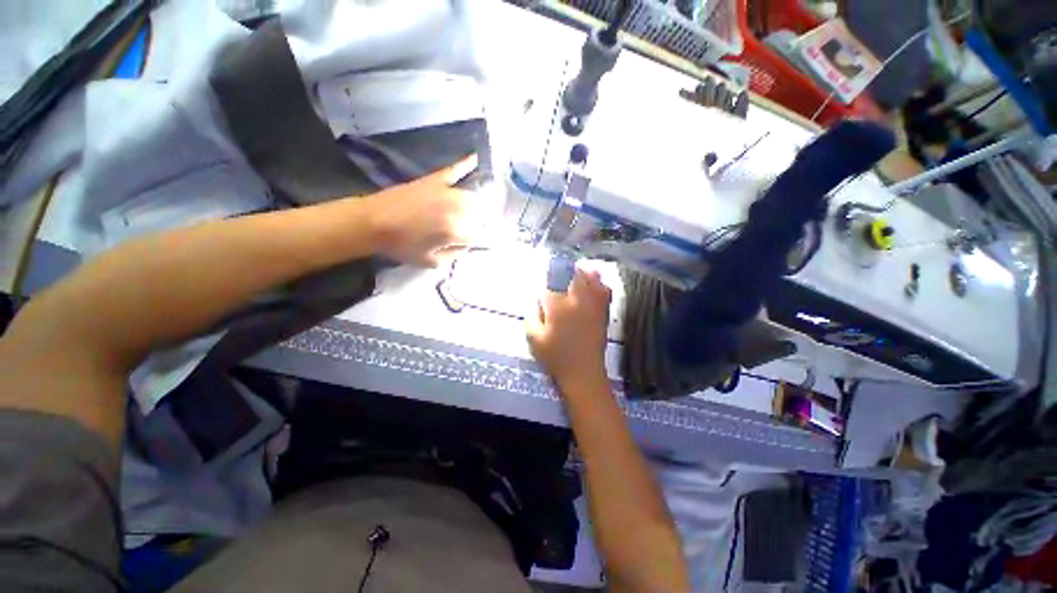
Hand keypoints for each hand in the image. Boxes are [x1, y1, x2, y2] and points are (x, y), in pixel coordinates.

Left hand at [365, 154, 481, 266]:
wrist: (372, 223)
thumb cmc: (401, 246)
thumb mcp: (431, 262)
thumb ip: (455, 255)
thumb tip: (466, 245)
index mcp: (454, 231)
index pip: (476, 235)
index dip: (470, 241)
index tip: (462, 243)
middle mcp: (456, 209)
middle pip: (477, 215)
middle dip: (473, 224)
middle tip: (461, 230)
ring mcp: (446, 191)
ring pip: (472, 197)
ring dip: (473, 206)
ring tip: (467, 212)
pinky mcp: (434, 180)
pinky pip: (455, 170)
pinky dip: (466, 164)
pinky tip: (476, 158)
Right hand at [526, 268, 611, 389]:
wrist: (583, 373)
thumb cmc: (555, 357)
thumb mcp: (534, 338)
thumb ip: (531, 314)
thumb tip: (533, 297)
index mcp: (558, 306)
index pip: (548, 286)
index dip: (543, 285)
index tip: (540, 289)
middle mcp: (577, 300)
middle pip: (572, 274)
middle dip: (564, 270)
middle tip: (558, 268)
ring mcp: (593, 304)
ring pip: (589, 278)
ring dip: (582, 271)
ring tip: (576, 268)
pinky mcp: (602, 311)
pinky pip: (603, 290)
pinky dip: (599, 282)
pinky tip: (594, 280)